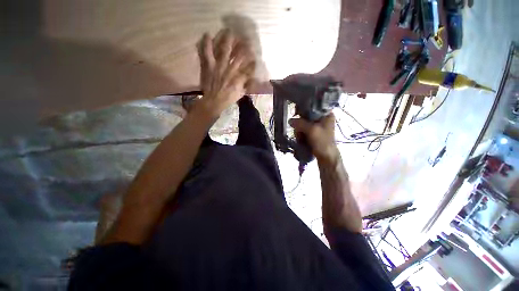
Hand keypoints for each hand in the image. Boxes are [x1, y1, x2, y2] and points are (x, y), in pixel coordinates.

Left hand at [194, 29, 255, 118]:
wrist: (214, 101)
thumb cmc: (228, 98)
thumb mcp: (241, 93)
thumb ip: (246, 85)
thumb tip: (252, 77)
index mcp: (239, 77)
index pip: (249, 66)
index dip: (252, 60)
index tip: (254, 56)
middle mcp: (231, 69)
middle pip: (240, 55)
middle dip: (244, 46)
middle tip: (246, 39)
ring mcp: (219, 66)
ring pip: (225, 49)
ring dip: (228, 40)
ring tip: (229, 31)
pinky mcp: (210, 65)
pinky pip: (207, 52)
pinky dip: (206, 43)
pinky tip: (207, 34)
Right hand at [289, 114, 338, 161]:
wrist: (326, 157)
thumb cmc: (322, 142)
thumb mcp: (311, 130)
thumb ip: (300, 123)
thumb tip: (290, 120)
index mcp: (326, 114)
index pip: (312, 106)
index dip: (303, 109)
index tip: (296, 115)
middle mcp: (321, 118)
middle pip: (305, 116)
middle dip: (300, 125)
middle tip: (299, 132)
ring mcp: (316, 127)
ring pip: (302, 125)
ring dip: (299, 132)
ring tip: (301, 139)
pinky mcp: (313, 133)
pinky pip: (303, 131)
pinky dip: (300, 135)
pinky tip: (301, 140)